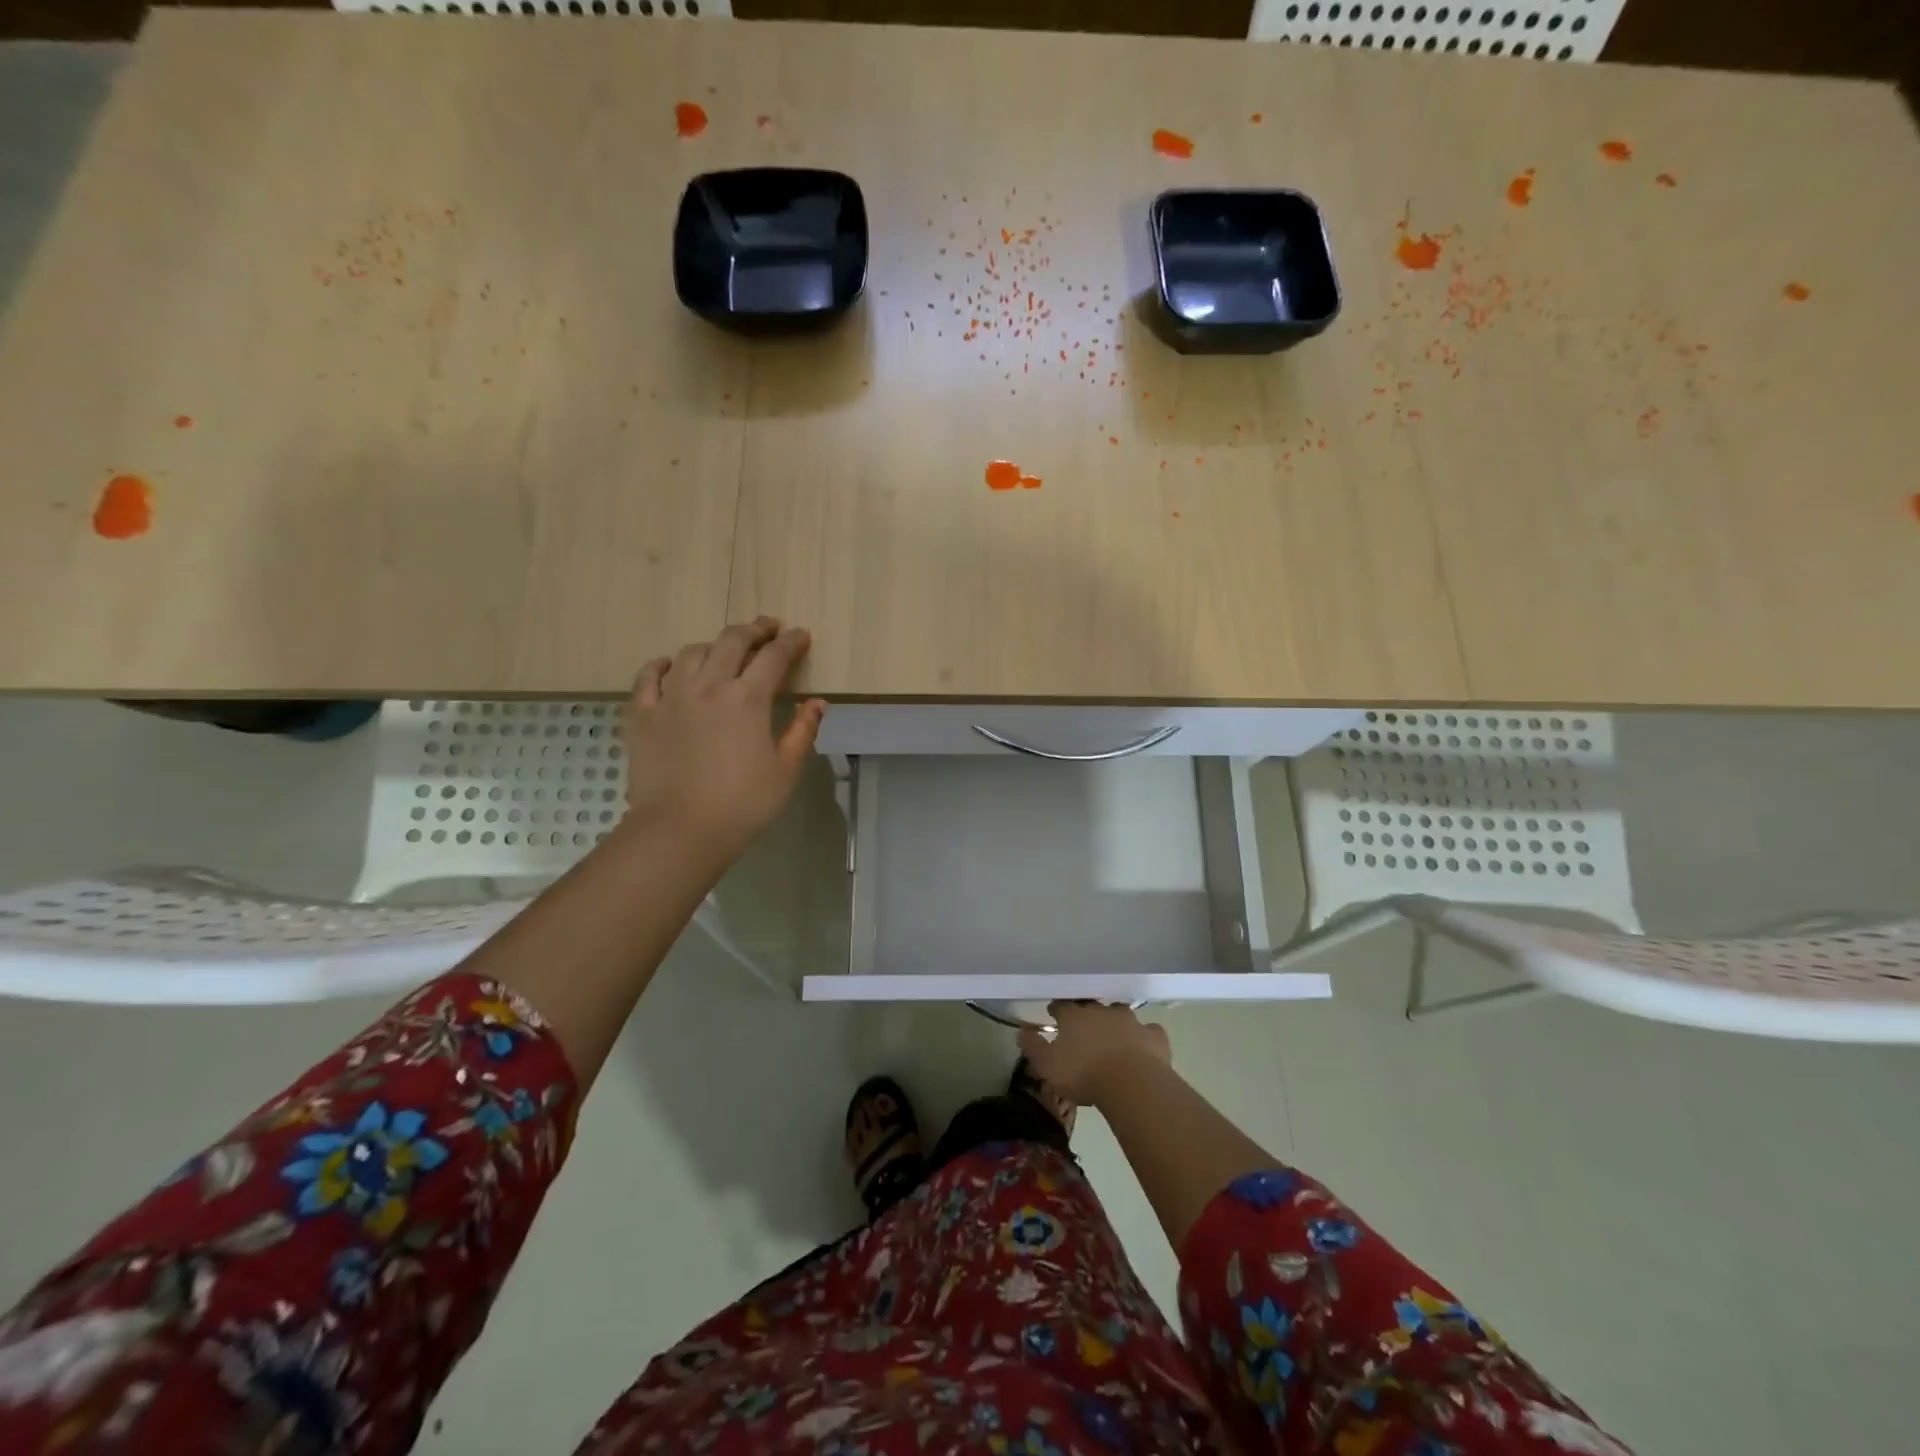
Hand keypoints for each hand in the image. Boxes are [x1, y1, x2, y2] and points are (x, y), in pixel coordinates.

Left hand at [620, 618, 825, 860]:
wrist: (679, 831)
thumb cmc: (743, 805)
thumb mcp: (786, 772)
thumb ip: (802, 732)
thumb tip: (816, 703)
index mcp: (747, 699)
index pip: (774, 657)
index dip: (791, 643)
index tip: (801, 636)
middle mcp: (708, 686)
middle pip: (732, 641)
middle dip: (754, 630)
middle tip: (768, 628)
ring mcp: (670, 697)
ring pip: (691, 653)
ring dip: (713, 645)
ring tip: (724, 650)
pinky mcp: (642, 715)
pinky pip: (648, 676)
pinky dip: (662, 665)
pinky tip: (670, 666)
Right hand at [1017, 1002, 1171, 1109]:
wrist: (1132, 1084)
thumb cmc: (1084, 1075)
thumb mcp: (1047, 1066)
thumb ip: (1033, 1047)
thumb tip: (1022, 1031)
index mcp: (1075, 1017)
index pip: (1062, 1006)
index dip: (1057, 1010)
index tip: (1054, 1015)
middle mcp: (1102, 1011)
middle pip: (1091, 1006)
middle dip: (1087, 1014)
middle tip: (1084, 1029)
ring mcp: (1130, 1021)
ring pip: (1120, 1014)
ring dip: (1115, 1022)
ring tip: (1112, 1036)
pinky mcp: (1153, 1036)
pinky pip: (1148, 1031)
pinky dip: (1144, 1037)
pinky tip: (1143, 1046)